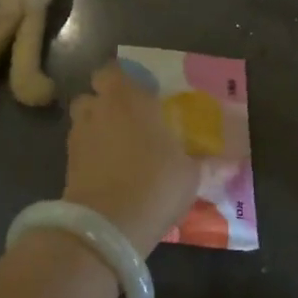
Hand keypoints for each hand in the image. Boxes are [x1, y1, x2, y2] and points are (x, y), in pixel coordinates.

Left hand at [64, 64, 199, 255]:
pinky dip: (91, 156)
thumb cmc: (156, 183)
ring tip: (119, 149)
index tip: (140, 94)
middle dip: (105, 104)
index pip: (112, 71)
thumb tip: (231, 161)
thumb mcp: (190, 173)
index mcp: (129, 100)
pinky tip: (111, 173)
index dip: (122, 80)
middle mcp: (99, 111)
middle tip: (130, 121)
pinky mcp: (67, 166)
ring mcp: (78, 139)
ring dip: (96, 129)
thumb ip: (202, 161)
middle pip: (92, 96)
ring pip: (83, 123)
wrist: (108, 226)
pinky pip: (80, 151)